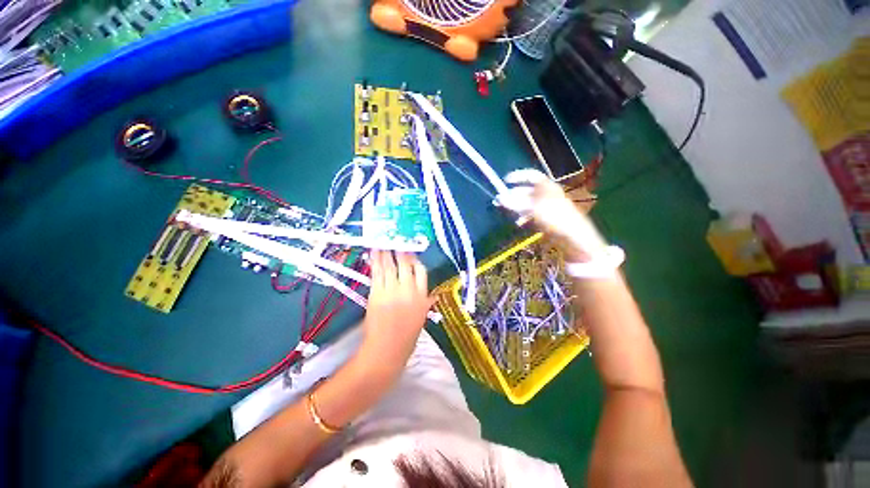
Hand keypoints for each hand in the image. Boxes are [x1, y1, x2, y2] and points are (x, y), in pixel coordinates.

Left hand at [359, 251, 434, 371]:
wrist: (385, 352)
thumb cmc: (407, 338)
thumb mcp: (422, 319)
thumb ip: (426, 302)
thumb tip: (433, 294)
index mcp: (422, 298)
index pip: (421, 271)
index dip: (415, 259)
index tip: (410, 252)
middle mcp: (408, 291)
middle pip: (405, 264)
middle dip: (400, 250)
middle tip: (396, 239)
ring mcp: (391, 291)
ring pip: (389, 266)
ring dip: (385, 252)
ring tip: (383, 240)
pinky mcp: (376, 294)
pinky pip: (377, 274)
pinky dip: (375, 262)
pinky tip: (375, 253)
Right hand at [499, 169, 606, 261]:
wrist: (573, 238)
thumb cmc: (555, 219)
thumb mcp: (533, 209)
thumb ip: (515, 203)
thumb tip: (499, 198)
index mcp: (547, 187)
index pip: (531, 176)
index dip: (518, 176)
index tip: (505, 181)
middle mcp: (547, 194)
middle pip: (527, 190)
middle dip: (513, 194)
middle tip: (500, 200)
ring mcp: (547, 207)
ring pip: (528, 203)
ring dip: (516, 206)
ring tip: (507, 211)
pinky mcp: (546, 219)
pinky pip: (531, 214)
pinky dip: (523, 216)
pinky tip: (518, 222)